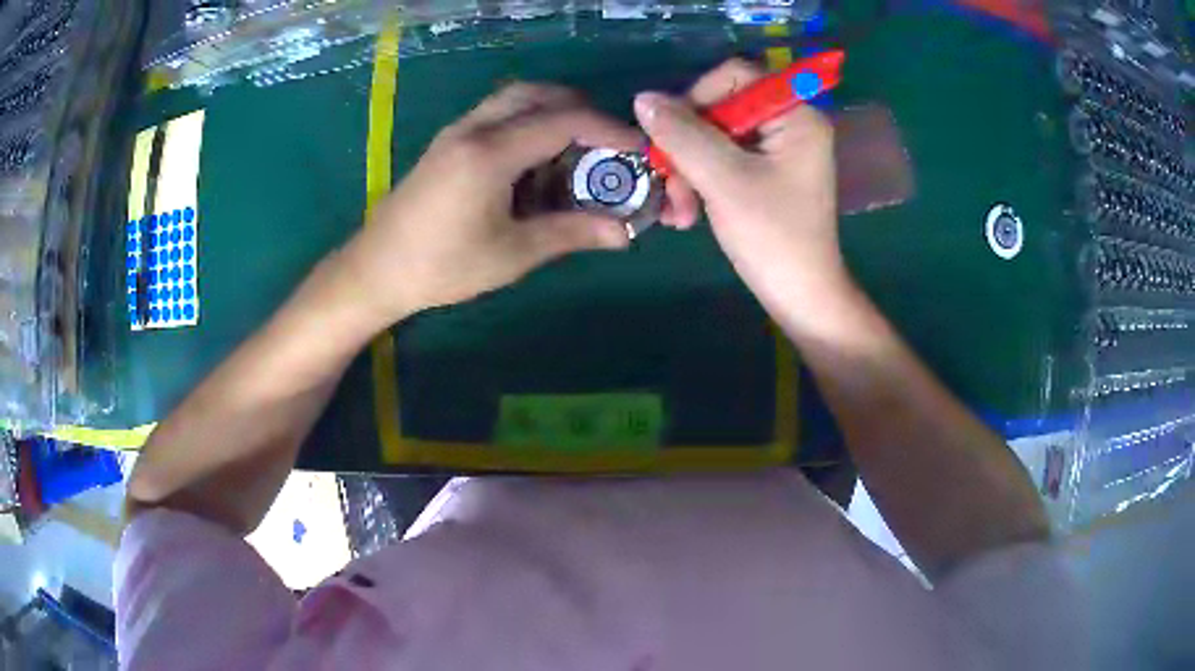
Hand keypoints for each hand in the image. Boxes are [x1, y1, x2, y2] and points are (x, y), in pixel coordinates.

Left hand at [338, 83, 637, 326]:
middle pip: (539, 94)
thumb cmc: (442, 266)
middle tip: (606, 144)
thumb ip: (571, 233)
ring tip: (575, 152)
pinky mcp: (448, 142)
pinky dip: (527, 122)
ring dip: (552, 112)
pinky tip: (535, 162)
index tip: (638, 147)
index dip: (608, 130)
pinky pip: (497, 114)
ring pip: (516, 98)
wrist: (376, 269)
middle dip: (581, 111)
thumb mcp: (512, 254)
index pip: (564, 120)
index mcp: (491, 152)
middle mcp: (474, 128)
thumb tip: (624, 232)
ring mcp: (457, 131)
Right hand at [636, 60, 848, 317]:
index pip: (736, 75)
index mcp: (795, 115)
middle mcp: (789, 124)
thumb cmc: (773, 237)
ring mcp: (777, 150)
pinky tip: (687, 214)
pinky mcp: (765, 173)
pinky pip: (722, 160)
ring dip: (688, 171)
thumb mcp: (723, 180)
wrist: (800, 298)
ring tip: (678, 213)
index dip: (697, 96)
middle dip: (688, 147)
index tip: (673, 132)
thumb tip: (643, 99)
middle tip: (669, 183)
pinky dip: (700, 182)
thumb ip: (682, 134)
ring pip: (714, 137)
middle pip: (721, 108)